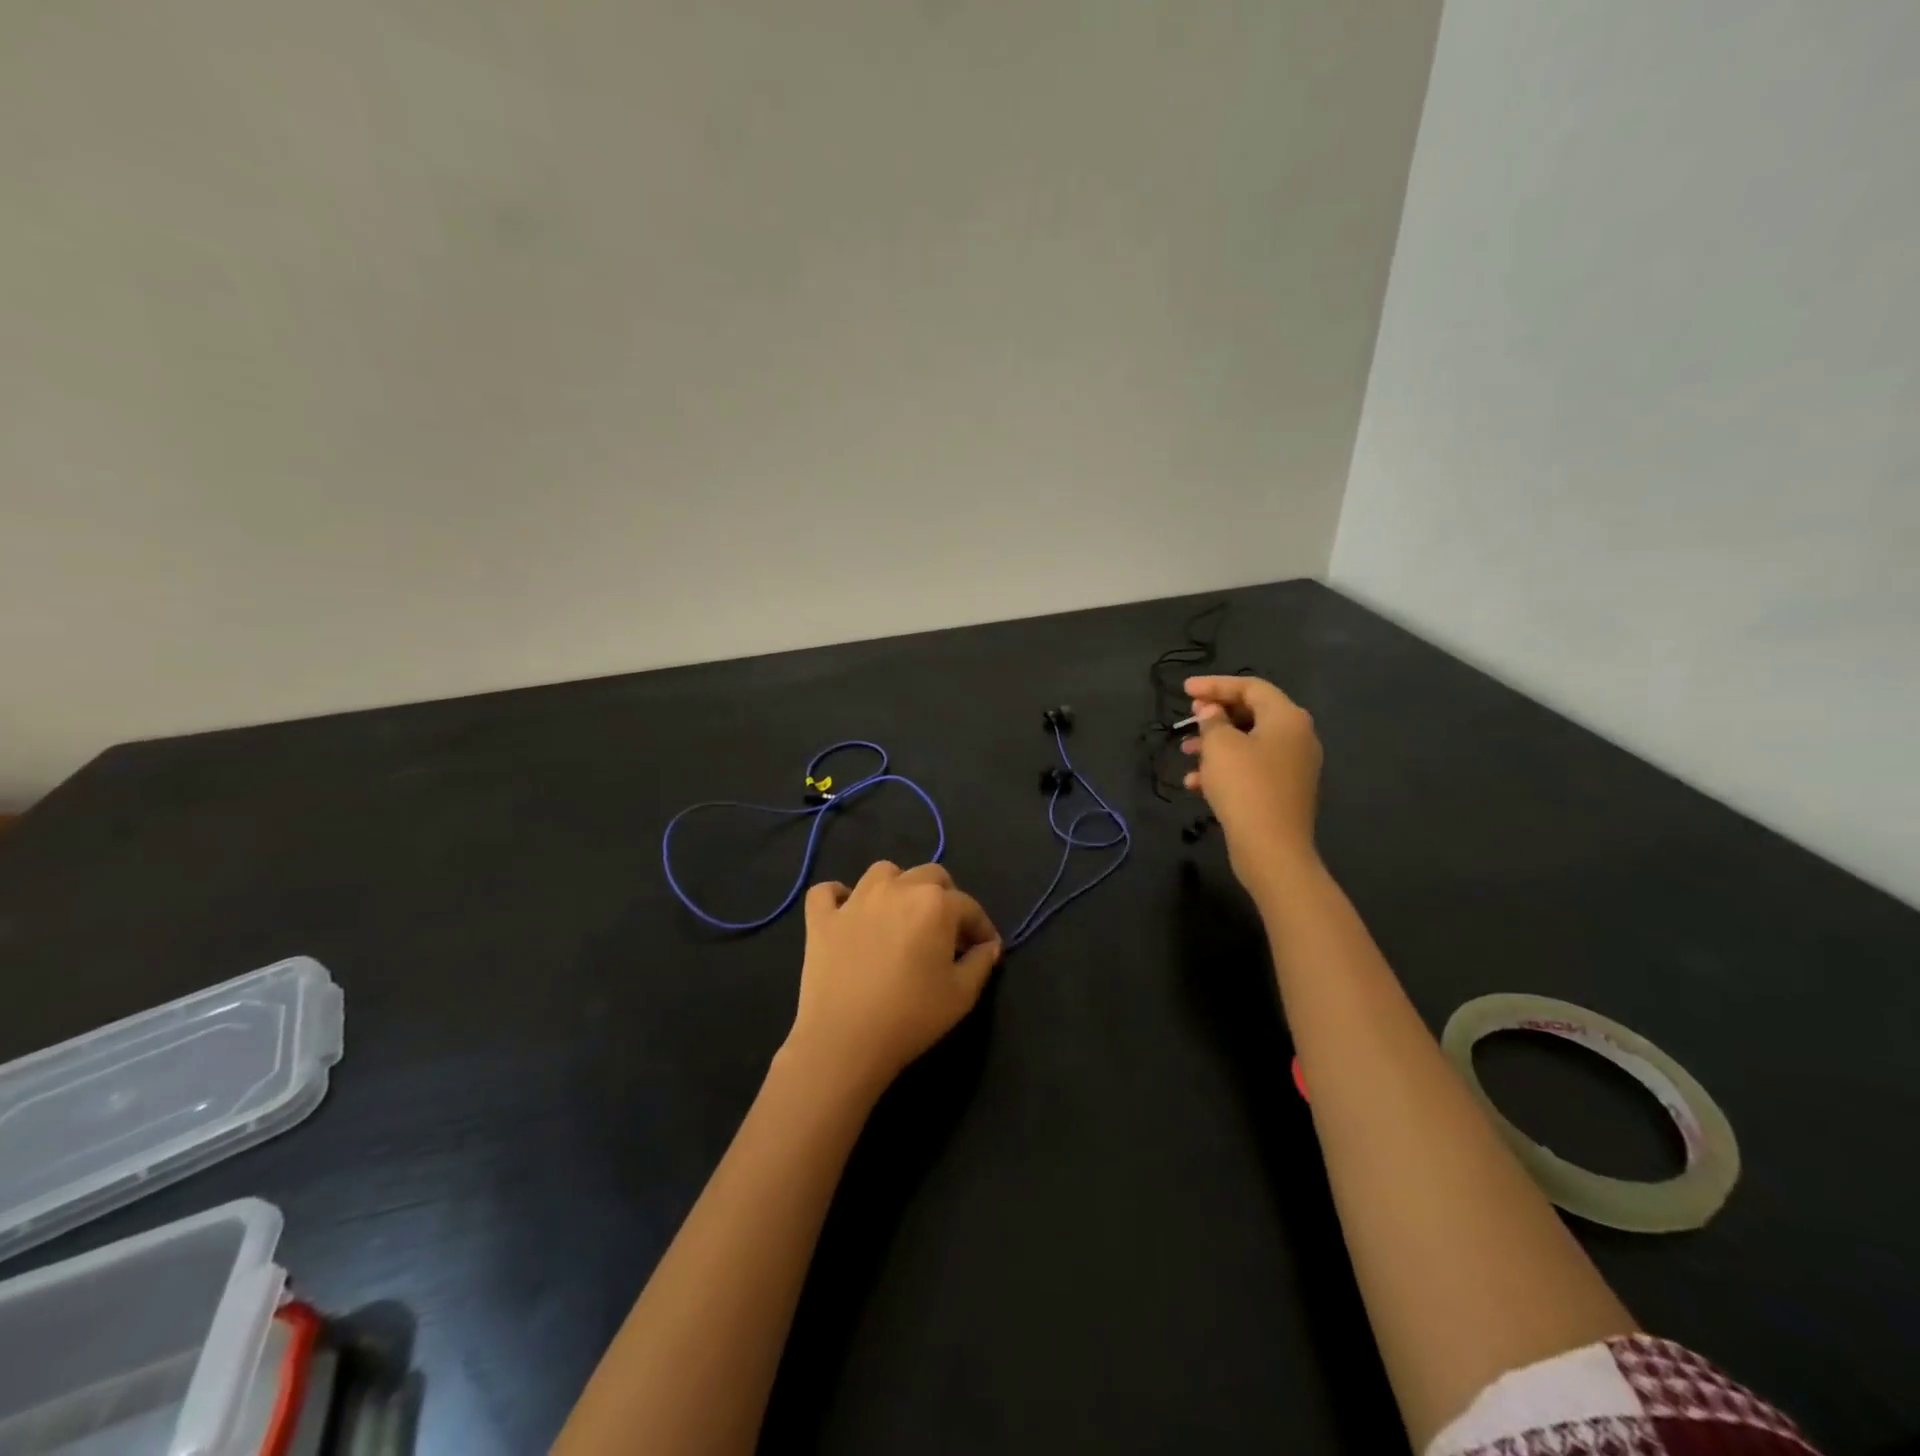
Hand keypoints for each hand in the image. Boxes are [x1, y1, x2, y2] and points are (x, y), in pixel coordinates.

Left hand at [783, 861, 1001, 1099]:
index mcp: (935, 904)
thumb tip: (988, 946)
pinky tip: (846, 912)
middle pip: (930, 875)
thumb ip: (981, 963)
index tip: (985, 949)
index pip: (968, 906)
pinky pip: (826, 892)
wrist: (845, 1040)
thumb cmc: (911, 1016)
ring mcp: (855, 900)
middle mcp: (897, 889)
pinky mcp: (822, 918)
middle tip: (946, 932)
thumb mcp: (961, 995)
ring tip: (900, 916)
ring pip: (883, 872)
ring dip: (898, 887)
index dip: (981, 927)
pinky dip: (838, 896)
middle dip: (945, 898)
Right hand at [1181, 675, 1323, 894]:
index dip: (1215, 685)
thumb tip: (1213, 712)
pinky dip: (1225, 770)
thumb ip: (1212, 721)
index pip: (1250, 687)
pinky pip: (1252, 769)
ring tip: (1186, 752)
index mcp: (1287, 718)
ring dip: (1215, 744)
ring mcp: (1293, 766)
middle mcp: (1297, 737)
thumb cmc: (1245, 787)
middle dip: (1215, 715)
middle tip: (1188, 718)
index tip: (1184, 690)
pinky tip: (1196, 784)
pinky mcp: (1284, 791)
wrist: (1272, 848)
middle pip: (1252, 713)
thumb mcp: (1219, 746)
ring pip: (1249, 743)